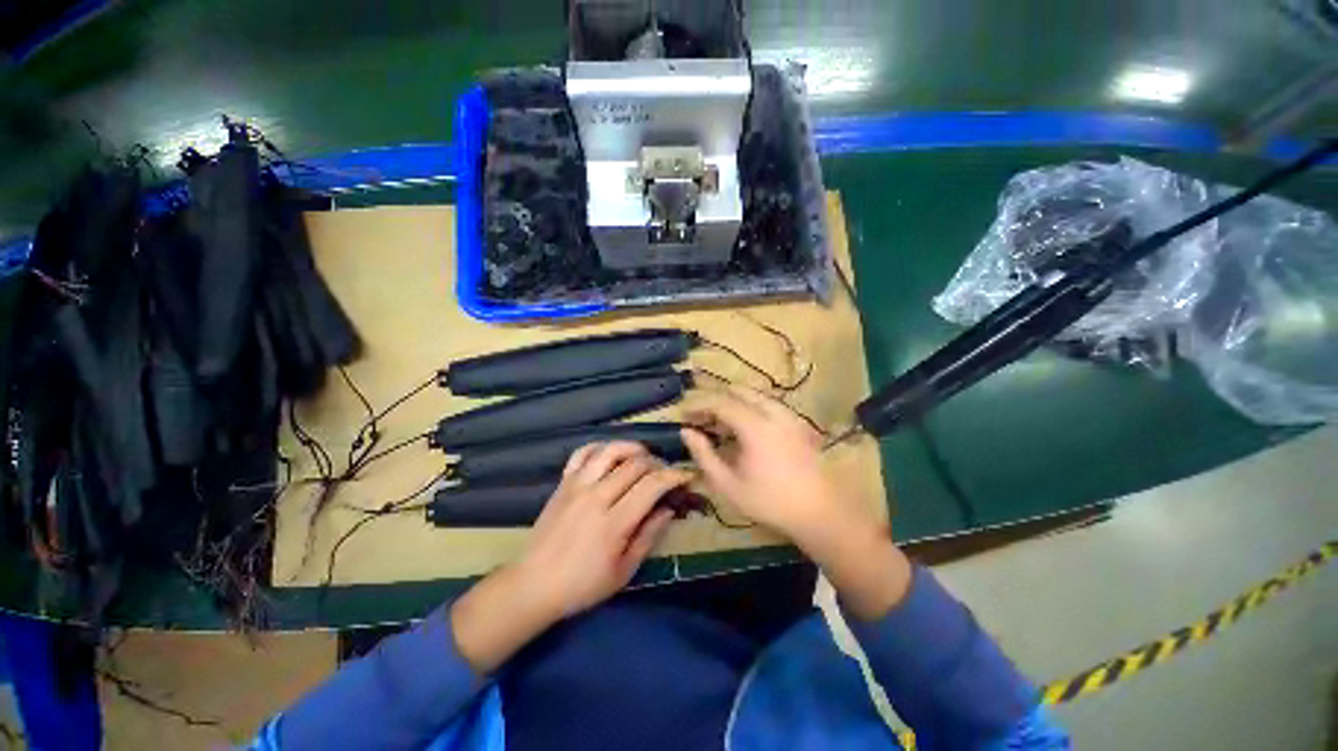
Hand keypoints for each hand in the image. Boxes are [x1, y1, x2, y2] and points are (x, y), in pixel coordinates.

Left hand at [516, 441, 690, 618]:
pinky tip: (612, 455)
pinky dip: (601, 447)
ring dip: (633, 448)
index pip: (651, 485)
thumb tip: (668, 509)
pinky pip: (583, 452)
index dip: (674, 476)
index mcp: (614, 522)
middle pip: (635, 464)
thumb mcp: (623, 571)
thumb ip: (648, 536)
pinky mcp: (563, 482)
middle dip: (658, 463)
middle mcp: (596, 496)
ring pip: (610, 450)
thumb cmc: (582, 585)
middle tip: (666, 473)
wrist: (533, 585)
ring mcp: (577, 485)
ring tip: (644, 457)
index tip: (686, 476)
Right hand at [681, 385, 851, 541]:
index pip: (720, 402)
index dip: (698, 405)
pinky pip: (767, 403)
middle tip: (699, 416)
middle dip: (715, 399)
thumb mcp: (728, 484)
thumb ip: (704, 455)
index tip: (682, 414)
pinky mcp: (797, 422)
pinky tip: (742, 427)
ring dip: (732, 402)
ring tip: (718, 422)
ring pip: (754, 395)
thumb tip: (686, 432)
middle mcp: (773, 412)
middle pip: (738, 391)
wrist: (818, 511)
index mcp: (755, 426)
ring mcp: (788, 414)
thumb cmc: (769, 501)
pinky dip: (749, 407)